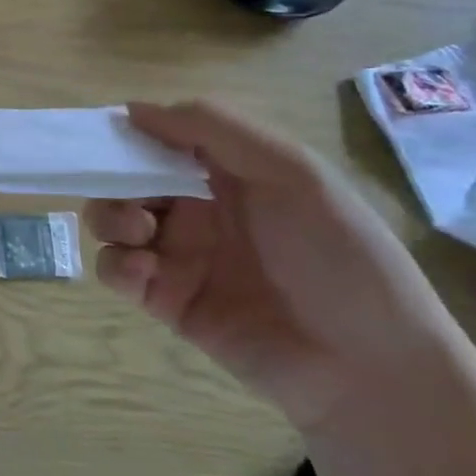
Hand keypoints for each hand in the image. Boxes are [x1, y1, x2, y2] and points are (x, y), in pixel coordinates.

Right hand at [87, 101, 461, 428]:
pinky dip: (116, 265)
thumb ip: (214, 129)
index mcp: (229, 173)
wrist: (368, 366)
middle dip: (113, 179)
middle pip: (128, 178)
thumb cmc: (339, 256)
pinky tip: (143, 272)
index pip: (163, 138)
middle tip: (129, 195)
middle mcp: (198, 208)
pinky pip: (118, 271)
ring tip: (138, 235)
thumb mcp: (292, 172)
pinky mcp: (166, 300)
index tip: (107, 135)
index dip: (132, 133)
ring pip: (113, 222)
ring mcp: (180, 254)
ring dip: (110, 218)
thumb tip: (133, 109)